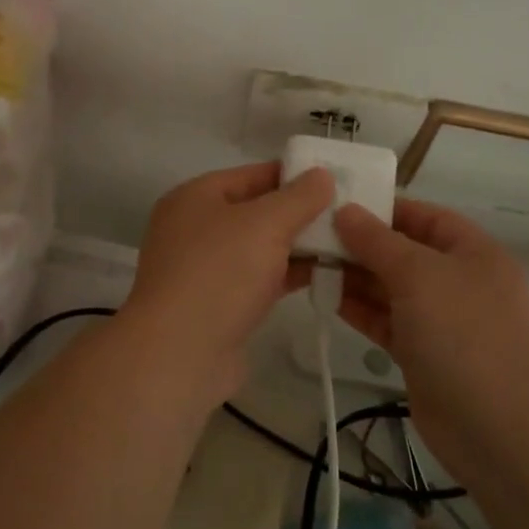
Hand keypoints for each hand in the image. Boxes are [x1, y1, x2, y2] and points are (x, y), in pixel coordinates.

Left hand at [121, 162, 335, 408]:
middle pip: (257, 211)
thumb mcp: (265, 224)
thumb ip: (298, 197)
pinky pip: (259, 278)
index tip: (336, 179)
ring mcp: (205, 269)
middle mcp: (195, 228)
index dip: (294, 175)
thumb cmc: (219, 274)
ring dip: (298, 246)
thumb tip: (322, 175)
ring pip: (260, 247)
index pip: (252, 174)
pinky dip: (287, 274)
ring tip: (348, 243)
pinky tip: (326, 275)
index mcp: (195, 197)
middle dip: (300, 213)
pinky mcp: (219, 304)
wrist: (180, 354)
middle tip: (349, 213)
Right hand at [334, 199, 528, 467]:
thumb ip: (377, 241)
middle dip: (361, 243)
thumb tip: (345, 211)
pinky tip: (325, 297)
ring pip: (390, 288)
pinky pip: (385, 321)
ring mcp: (440, 320)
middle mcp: (458, 281)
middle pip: (403, 252)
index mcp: (472, 252)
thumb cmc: (463, 332)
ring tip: (309, 262)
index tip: (337, 204)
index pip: (424, 216)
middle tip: (311, 235)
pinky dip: (358, 309)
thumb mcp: (418, 273)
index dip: (384, 208)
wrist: (498, 427)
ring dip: (354, 276)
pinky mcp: (422, 354)